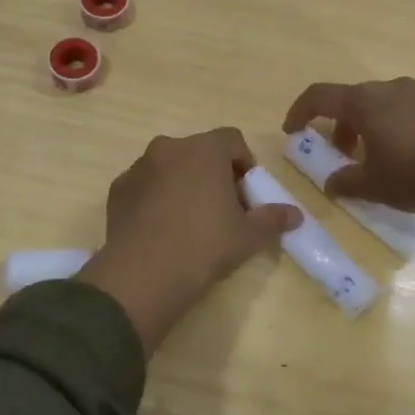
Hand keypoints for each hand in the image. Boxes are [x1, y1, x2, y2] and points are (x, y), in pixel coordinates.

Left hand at [79, 128, 301, 353]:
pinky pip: (144, 185)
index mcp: (204, 150)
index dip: (244, 163)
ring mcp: (139, 166)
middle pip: (199, 151)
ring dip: (182, 182)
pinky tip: (160, 229)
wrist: (144, 274)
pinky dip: (154, 197)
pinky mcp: (118, 188)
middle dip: (212, 173)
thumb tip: (296, 215)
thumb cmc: (205, 246)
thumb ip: (273, 218)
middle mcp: (169, 147)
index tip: (246, 193)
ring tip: (188, 220)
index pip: (232, 140)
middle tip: (220, 208)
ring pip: (169, 166)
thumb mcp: (248, 235)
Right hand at [282, 78, 414, 257]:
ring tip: (372, 157)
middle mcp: (387, 88)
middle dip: (338, 125)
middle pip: (350, 99)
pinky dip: (390, 125)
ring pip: (378, 103)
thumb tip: (331, 184)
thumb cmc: (414, 173)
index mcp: (363, 102)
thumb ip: (345, 182)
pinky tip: (403, 153)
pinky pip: (402, 109)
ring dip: (365, 126)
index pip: (319, 96)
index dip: (300, 112)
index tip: (292, 131)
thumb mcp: (372, 185)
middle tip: (339, 153)